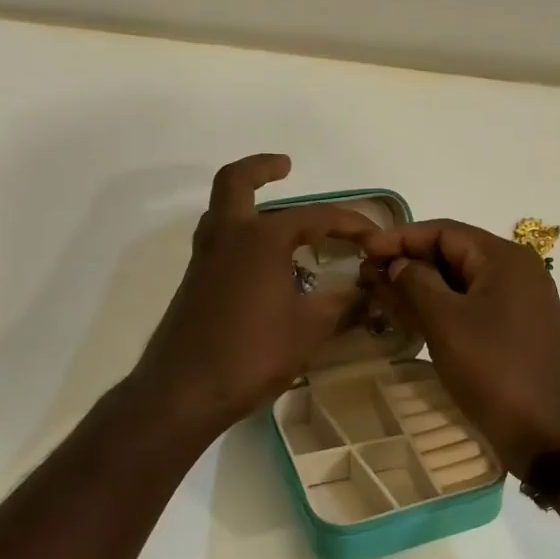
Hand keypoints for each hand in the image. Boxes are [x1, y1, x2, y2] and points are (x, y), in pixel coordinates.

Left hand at [132, 154, 374, 437]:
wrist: (183, 392)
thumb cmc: (252, 354)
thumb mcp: (309, 329)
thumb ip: (342, 304)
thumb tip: (370, 291)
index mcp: (261, 238)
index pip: (316, 216)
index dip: (351, 222)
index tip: (376, 237)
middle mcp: (228, 237)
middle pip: (236, 182)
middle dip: (262, 168)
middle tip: (287, 166)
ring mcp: (205, 259)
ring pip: (222, 211)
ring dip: (247, 201)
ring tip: (281, 217)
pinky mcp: (195, 283)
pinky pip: (220, 240)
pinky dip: (242, 235)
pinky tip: (266, 264)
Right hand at [361, 219, 559, 477]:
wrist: (548, 433)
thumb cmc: (495, 369)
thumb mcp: (446, 322)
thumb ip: (415, 283)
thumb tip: (395, 264)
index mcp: (504, 258)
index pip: (443, 231)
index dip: (400, 238)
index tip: (363, 251)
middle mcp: (514, 271)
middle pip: (452, 253)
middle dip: (407, 262)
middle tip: (366, 277)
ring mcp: (516, 301)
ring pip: (458, 282)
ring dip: (419, 286)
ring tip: (379, 297)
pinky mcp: (512, 329)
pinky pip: (469, 305)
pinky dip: (438, 307)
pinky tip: (407, 318)